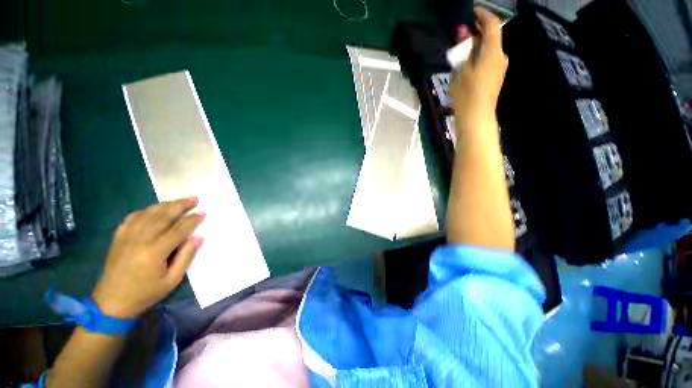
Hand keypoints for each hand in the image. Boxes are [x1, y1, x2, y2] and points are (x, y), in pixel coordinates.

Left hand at [92, 197, 204, 317]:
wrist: (111, 302)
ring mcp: (127, 236)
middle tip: (195, 199)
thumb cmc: (145, 293)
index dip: (192, 220)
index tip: (203, 212)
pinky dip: (146, 210)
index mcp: (155, 252)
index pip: (178, 230)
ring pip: (149, 213)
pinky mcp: (118, 237)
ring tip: (179, 200)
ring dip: (166, 205)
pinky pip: (133, 217)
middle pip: (164, 216)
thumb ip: (186, 257)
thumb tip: (198, 238)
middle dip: (181, 205)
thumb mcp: (172, 280)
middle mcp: (141, 239)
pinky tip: (154, 208)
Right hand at [450, 7, 507, 133]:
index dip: (483, 15)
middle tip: (463, 31)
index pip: (492, 25)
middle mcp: (501, 57)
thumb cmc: (466, 96)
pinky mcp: (496, 78)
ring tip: (463, 46)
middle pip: (493, 37)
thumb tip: (465, 35)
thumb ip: (465, 52)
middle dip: (479, 31)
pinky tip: (469, 60)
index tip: (472, 12)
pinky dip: (480, 55)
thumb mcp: (461, 72)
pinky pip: (489, 60)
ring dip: (479, 44)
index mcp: (493, 52)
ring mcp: (500, 69)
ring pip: (490, 49)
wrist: (476, 118)